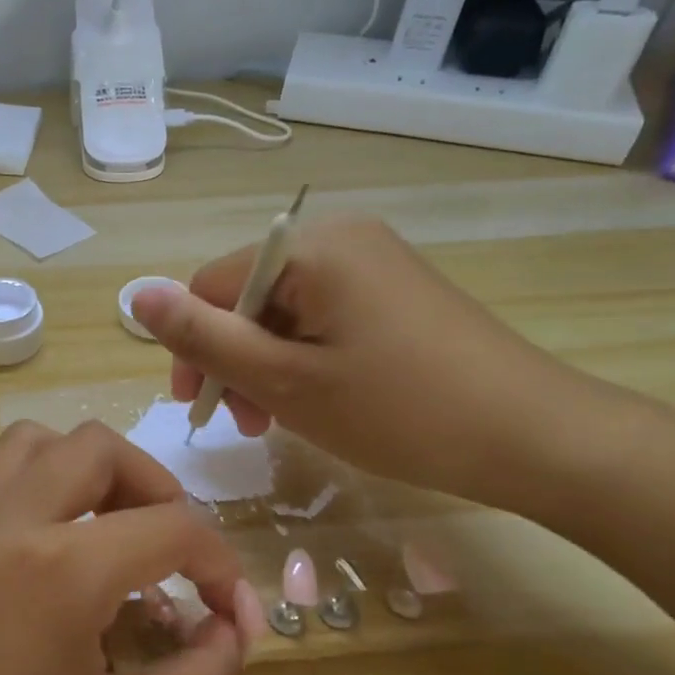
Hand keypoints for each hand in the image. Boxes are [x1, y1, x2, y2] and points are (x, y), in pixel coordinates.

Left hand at [0, 420, 260, 674]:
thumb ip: (204, 672)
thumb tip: (230, 627)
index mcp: (58, 570)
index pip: (168, 529)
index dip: (218, 564)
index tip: (232, 611)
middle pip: (95, 448)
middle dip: (153, 488)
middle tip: (170, 550)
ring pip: (24, 442)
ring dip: (76, 469)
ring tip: (99, 529)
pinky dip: (0, 480)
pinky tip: (20, 528)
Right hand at [130, 213, 588, 508]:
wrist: (537, 438)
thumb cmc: (400, 410)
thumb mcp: (285, 381)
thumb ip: (204, 338)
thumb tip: (137, 295)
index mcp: (312, 247)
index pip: (213, 283)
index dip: (193, 345)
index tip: (199, 408)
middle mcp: (341, 237)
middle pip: (249, 295)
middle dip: (233, 358)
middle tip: (246, 423)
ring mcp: (373, 262)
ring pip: (284, 311)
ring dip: (265, 364)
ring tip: (276, 420)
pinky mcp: (395, 290)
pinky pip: (323, 316)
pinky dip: (304, 358)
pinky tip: (315, 399)